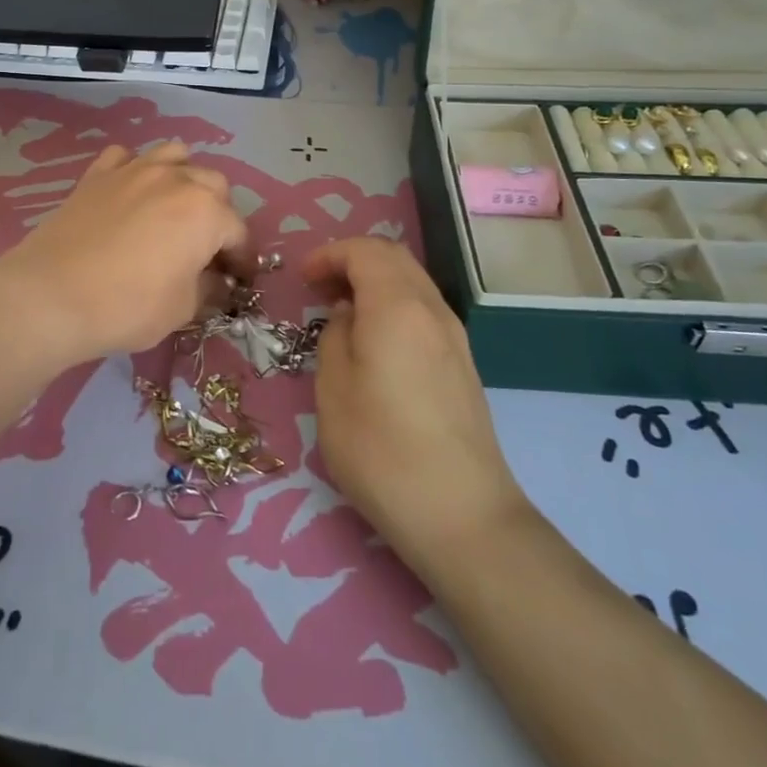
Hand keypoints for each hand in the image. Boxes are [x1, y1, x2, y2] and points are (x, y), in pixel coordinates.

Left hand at [0, 142, 251, 365]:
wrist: (52, 295)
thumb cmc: (128, 306)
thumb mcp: (182, 309)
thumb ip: (208, 289)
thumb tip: (215, 282)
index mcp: (206, 211)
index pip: (238, 232)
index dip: (242, 259)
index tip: (238, 281)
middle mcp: (176, 179)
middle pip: (213, 186)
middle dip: (218, 214)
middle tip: (206, 248)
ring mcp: (134, 170)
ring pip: (175, 156)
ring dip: (184, 178)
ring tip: (174, 208)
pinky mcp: (98, 174)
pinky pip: (126, 157)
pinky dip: (135, 169)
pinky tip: (130, 192)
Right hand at [305, 239, 525, 567]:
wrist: (462, 515)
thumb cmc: (382, 449)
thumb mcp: (333, 390)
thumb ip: (335, 337)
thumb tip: (349, 315)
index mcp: (397, 306)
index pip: (364, 251)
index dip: (329, 254)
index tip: (302, 278)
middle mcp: (432, 309)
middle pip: (394, 257)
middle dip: (353, 260)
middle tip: (319, 287)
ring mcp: (455, 336)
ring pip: (412, 281)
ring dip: (375, 281)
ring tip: (343, 312)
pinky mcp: (463, 363)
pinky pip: (424, 309)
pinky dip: (394, 304)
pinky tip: (375, 340)